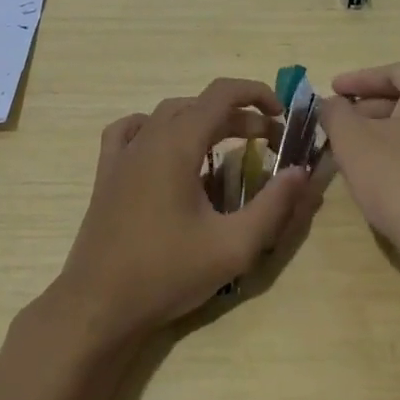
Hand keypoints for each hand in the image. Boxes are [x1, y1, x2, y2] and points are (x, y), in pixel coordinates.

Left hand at [53, 78, 321, 340]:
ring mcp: (122, 154)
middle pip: (199, 105)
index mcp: (178, 144)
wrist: (99, 305)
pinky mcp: (106, 173)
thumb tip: (300, 172)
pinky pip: (131, 130)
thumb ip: (273, 206)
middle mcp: (148, 137)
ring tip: (225, 146)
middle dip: (238, 116)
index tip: (282, 115)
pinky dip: (156, 128)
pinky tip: (165, 148)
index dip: (256, 93)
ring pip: (167, 115)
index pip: (222, 94)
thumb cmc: (167, 273)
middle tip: (267, 142)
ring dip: (201, 121)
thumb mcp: (233, 246)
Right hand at [317, 64, 399, 313]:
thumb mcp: (352, 142)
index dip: (356, 81)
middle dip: (368, 109)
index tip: (331, 91)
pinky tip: (381, 175)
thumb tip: (330, 103)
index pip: (391, 73)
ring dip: (384, 133)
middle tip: (338, 122)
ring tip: (352, 150)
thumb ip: (335, 113)